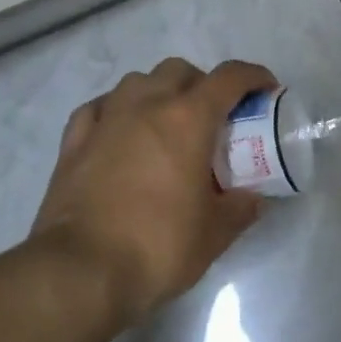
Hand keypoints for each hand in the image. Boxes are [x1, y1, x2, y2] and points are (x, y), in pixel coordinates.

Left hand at [31, 58, 274, 324]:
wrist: (80, 272)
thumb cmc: (158, 247)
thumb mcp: (215, 234)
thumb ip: (240, 208)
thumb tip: (253, 198)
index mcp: (188, 119)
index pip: (229, 77)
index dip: (254, 76)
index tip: (266, 90)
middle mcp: (147, 105)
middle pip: (180, 70)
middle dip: (202, 84)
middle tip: (213, 118)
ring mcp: (106, 119)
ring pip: (138, 81)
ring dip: (159, 92)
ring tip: (166, 124)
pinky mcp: (74, 141)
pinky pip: (100, 107)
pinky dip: (117, 110)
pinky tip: (121, 132)